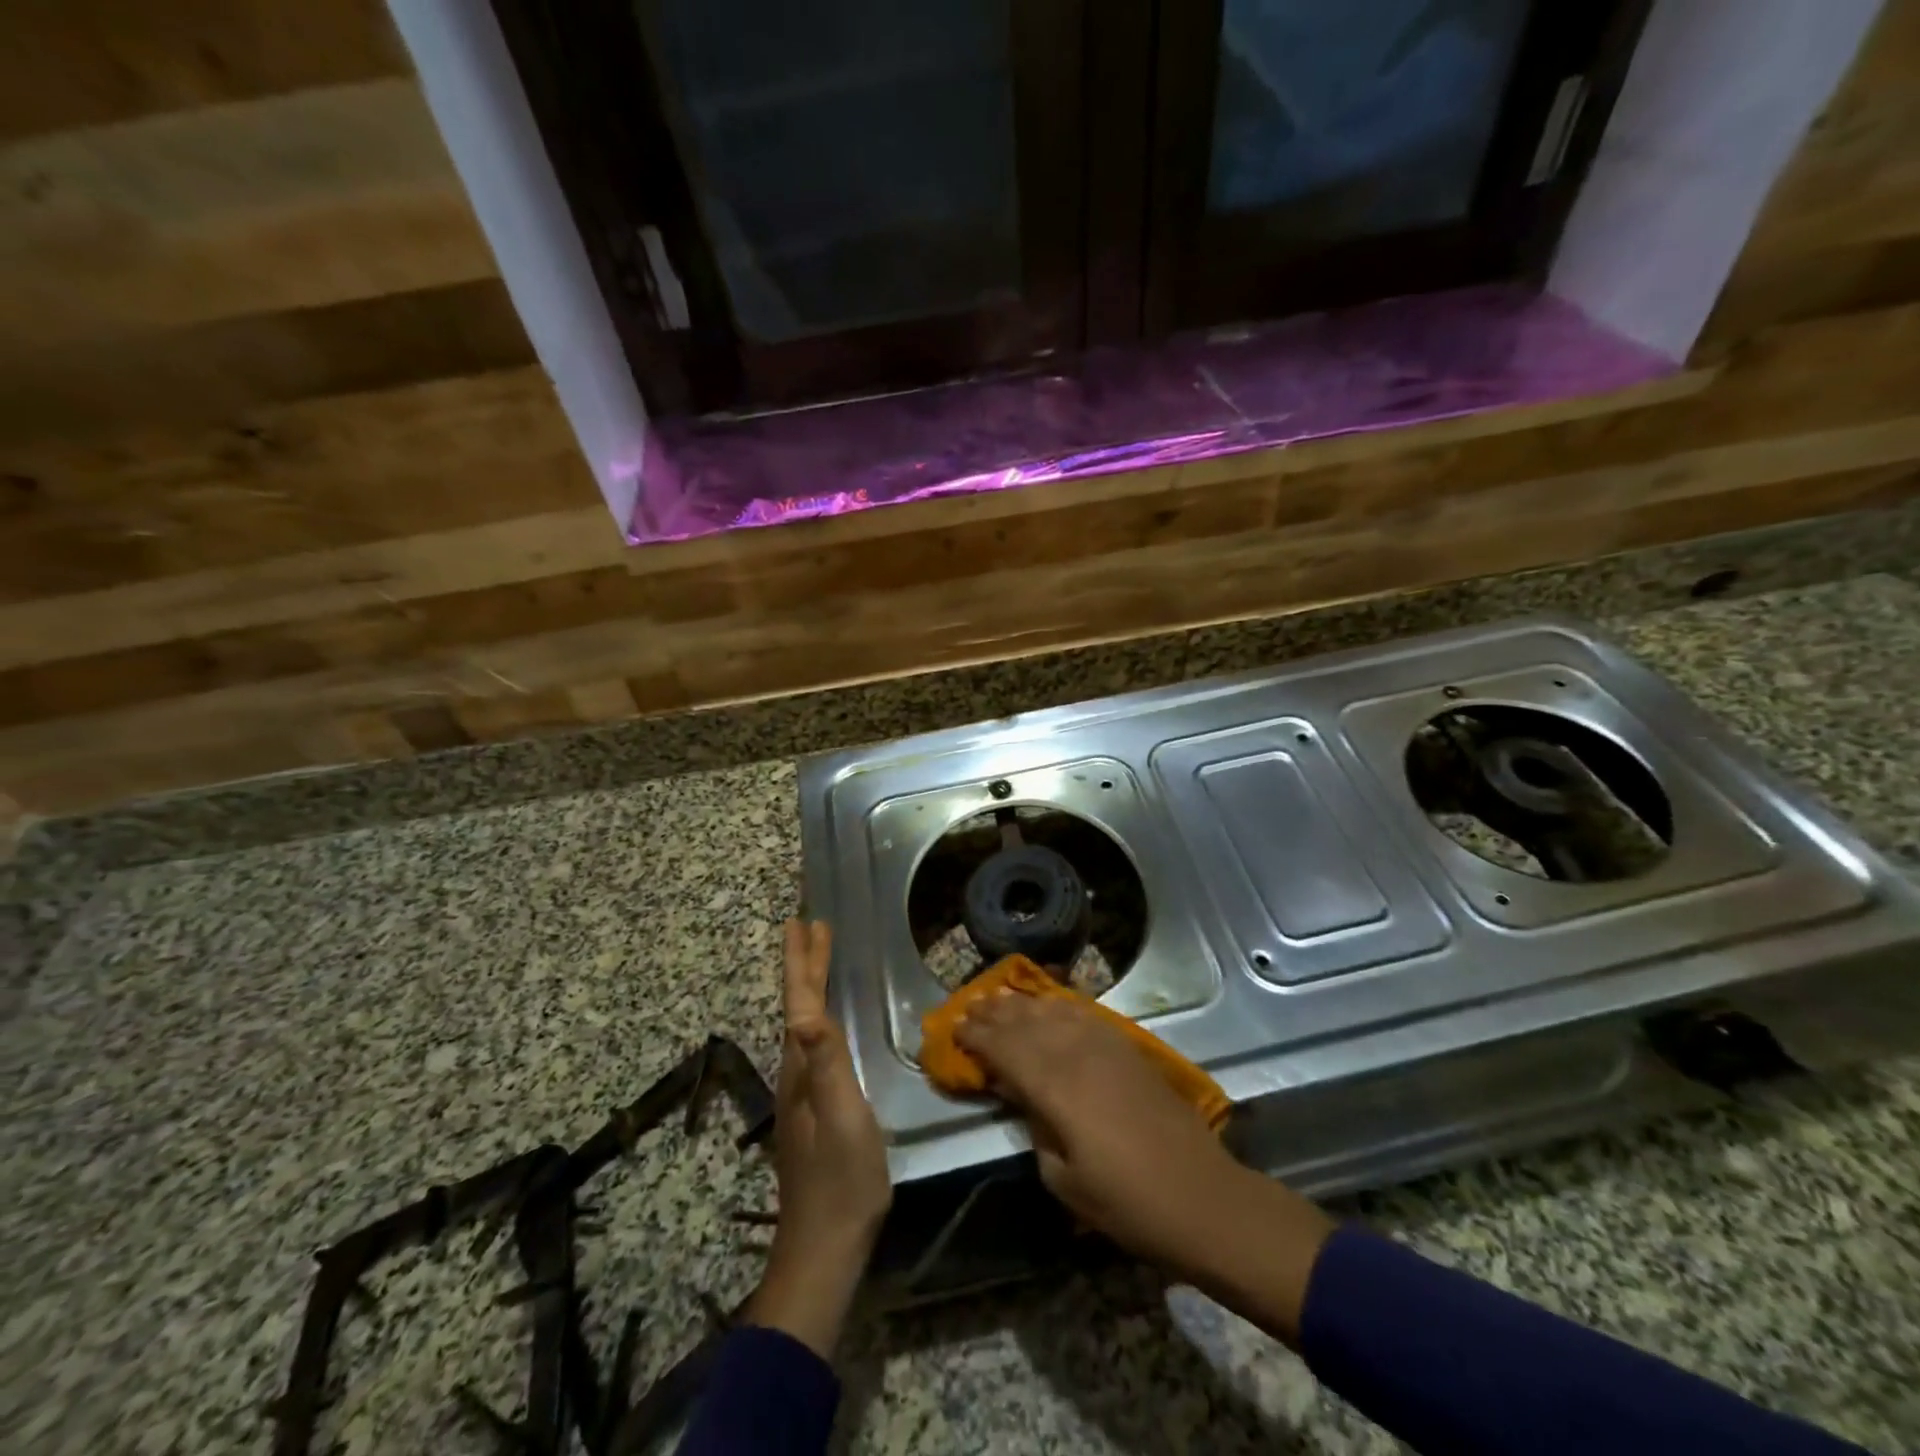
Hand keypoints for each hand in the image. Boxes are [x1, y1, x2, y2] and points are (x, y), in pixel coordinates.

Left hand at [747, 920, 892, 1356]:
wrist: (826, 1245)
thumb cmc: (842, 1178)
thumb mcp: (842, 1117)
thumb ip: (826, 1064)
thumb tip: (804, 1013)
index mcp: (801, 1066)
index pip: (799, 1000)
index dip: (802, 961)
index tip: (802, 922)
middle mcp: (796, 1070)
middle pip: (798, 1004)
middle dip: (804, 963)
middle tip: (810, 924)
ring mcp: (804, 1090)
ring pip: (806, 1020)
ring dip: (811, 983)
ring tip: (820, 956)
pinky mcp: (816, 1106)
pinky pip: (816, 1040)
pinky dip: (820, 1011)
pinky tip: (829, 1018)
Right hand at [956, 992, 1333, 1344]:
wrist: (1200, 1196)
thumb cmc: (1126, 1202)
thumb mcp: (1064, 1180)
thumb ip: (1036, 1129)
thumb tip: (1023, 1098)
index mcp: (1056, 1088)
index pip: (1006, 1049)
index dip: (978, 1037)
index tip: (955, 1027)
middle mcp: (1077, 1054)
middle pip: (1027, 1023)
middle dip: (995, 1014)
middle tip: (969, 1006)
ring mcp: (1107, 1046)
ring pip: (1055, 1011)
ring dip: (1024, 1003)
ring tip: (1000, 995)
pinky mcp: (1128, 1048)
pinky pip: (1086, 1014)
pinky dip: (1061, 1004)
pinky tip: (1051, 1003)